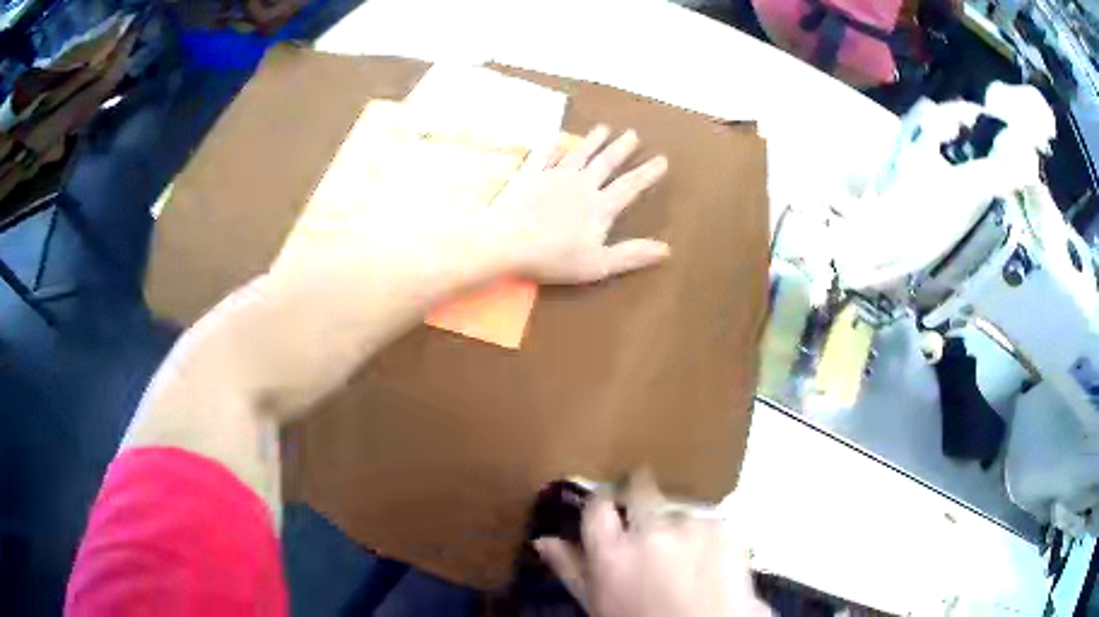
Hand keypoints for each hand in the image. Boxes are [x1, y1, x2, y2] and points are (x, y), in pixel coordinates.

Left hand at [494, 126, 670, 283]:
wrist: (505, 242)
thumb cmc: (553, 257)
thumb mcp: (597, 264)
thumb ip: (631, 254)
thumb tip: (666, 249)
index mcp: (599, 206)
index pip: (630, 186)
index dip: (647, 173)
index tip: (662, 159)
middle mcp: (580, 185)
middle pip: (605, 163)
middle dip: (621, 148)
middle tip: (633, 133)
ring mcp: (553, 176)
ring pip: (579, 153)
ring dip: (592, 140)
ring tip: (603, 128)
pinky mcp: (529, 175)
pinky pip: (543, 155)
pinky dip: (552, 145)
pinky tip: (556, 138)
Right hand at [534, 472, 770, 616]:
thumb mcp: (597, 603)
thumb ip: (570, 568)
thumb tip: (542, 540)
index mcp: (612, 553)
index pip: (598, 505)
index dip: (604, 505)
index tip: (610, 511)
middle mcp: (650, 530)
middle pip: (640, 489)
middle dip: (640, 495)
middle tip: (646, 516)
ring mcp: (691, 526)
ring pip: (676, 505)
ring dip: (675, 520)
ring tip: (681, 550)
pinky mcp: (723, 528)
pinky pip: (707, 518)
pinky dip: (704, 532)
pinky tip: (705, 556)